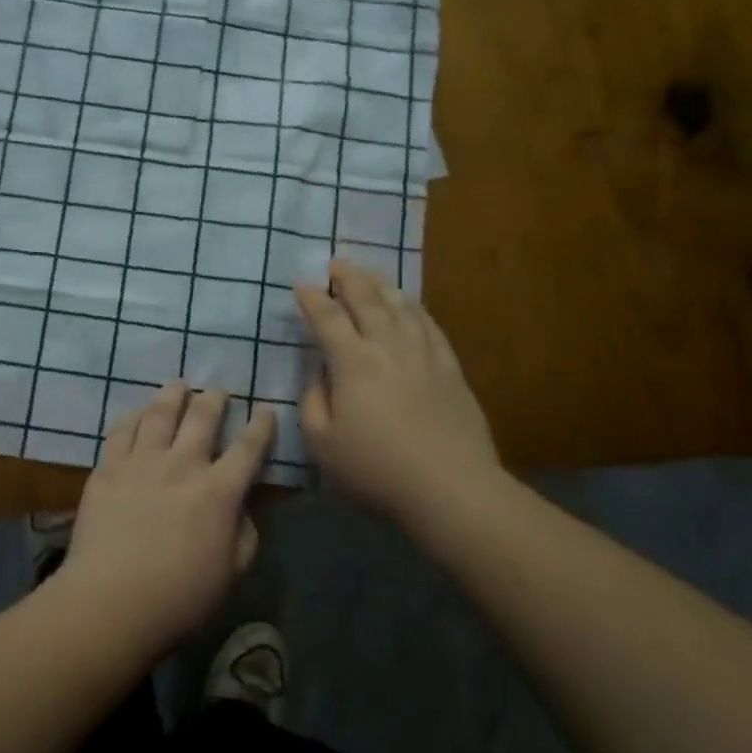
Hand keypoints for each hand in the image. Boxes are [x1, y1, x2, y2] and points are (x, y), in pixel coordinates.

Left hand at [54, 382, 275, 658]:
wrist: (110, 602)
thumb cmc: (179, 598)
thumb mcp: (230, 573)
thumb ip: (245, 535)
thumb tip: (244, 507)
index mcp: (218, 492)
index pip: (248, 448)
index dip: (261, 426)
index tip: (266, 409)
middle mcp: (182, 466)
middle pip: (202, 418)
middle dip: (215, 399)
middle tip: (219, 390)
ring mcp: (141, 463)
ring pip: (160, 414)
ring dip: (173, 395)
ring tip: (179, 385)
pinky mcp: (107, 469)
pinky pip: (122, 431)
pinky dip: (134, 416)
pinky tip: (138, 413)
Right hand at [295, 260, 500, 531]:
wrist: (450, 487)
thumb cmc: (377, 469)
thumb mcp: (322, 444)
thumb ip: (313, 404)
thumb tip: (319, 377)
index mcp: (352, 362)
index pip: (327, 318)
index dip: (311, 298)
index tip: (301, 285)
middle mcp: (387, 346)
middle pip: (365, 299)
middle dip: (346, 278)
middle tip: (334, 264)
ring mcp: (423, 353)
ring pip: (399, 304)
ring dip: (379, 284)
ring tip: (367, 273)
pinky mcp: (450, 366)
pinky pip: (428, 323)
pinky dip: (413, 306)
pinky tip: (408, 303)